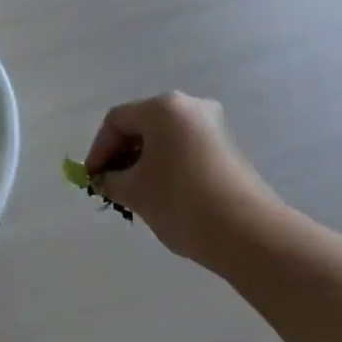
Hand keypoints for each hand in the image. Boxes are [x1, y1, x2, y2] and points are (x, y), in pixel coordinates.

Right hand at [84, 92, 282, 268]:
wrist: (250, 234)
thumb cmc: (182, 202)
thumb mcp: (135, 192)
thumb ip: (111, 180)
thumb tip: (105, 179)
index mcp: (163, 107)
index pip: (117, 120)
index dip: (99, 150)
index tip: (92, 179)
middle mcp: (190, 107)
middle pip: (142, 126)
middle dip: (122, 155)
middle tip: (111, 185)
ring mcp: (214, 127)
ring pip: (165, 139)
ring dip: (144, 162)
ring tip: (135, 194)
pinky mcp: (229, 149)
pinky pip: (186, 149)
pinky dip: (168, 166)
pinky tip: (163, 195)